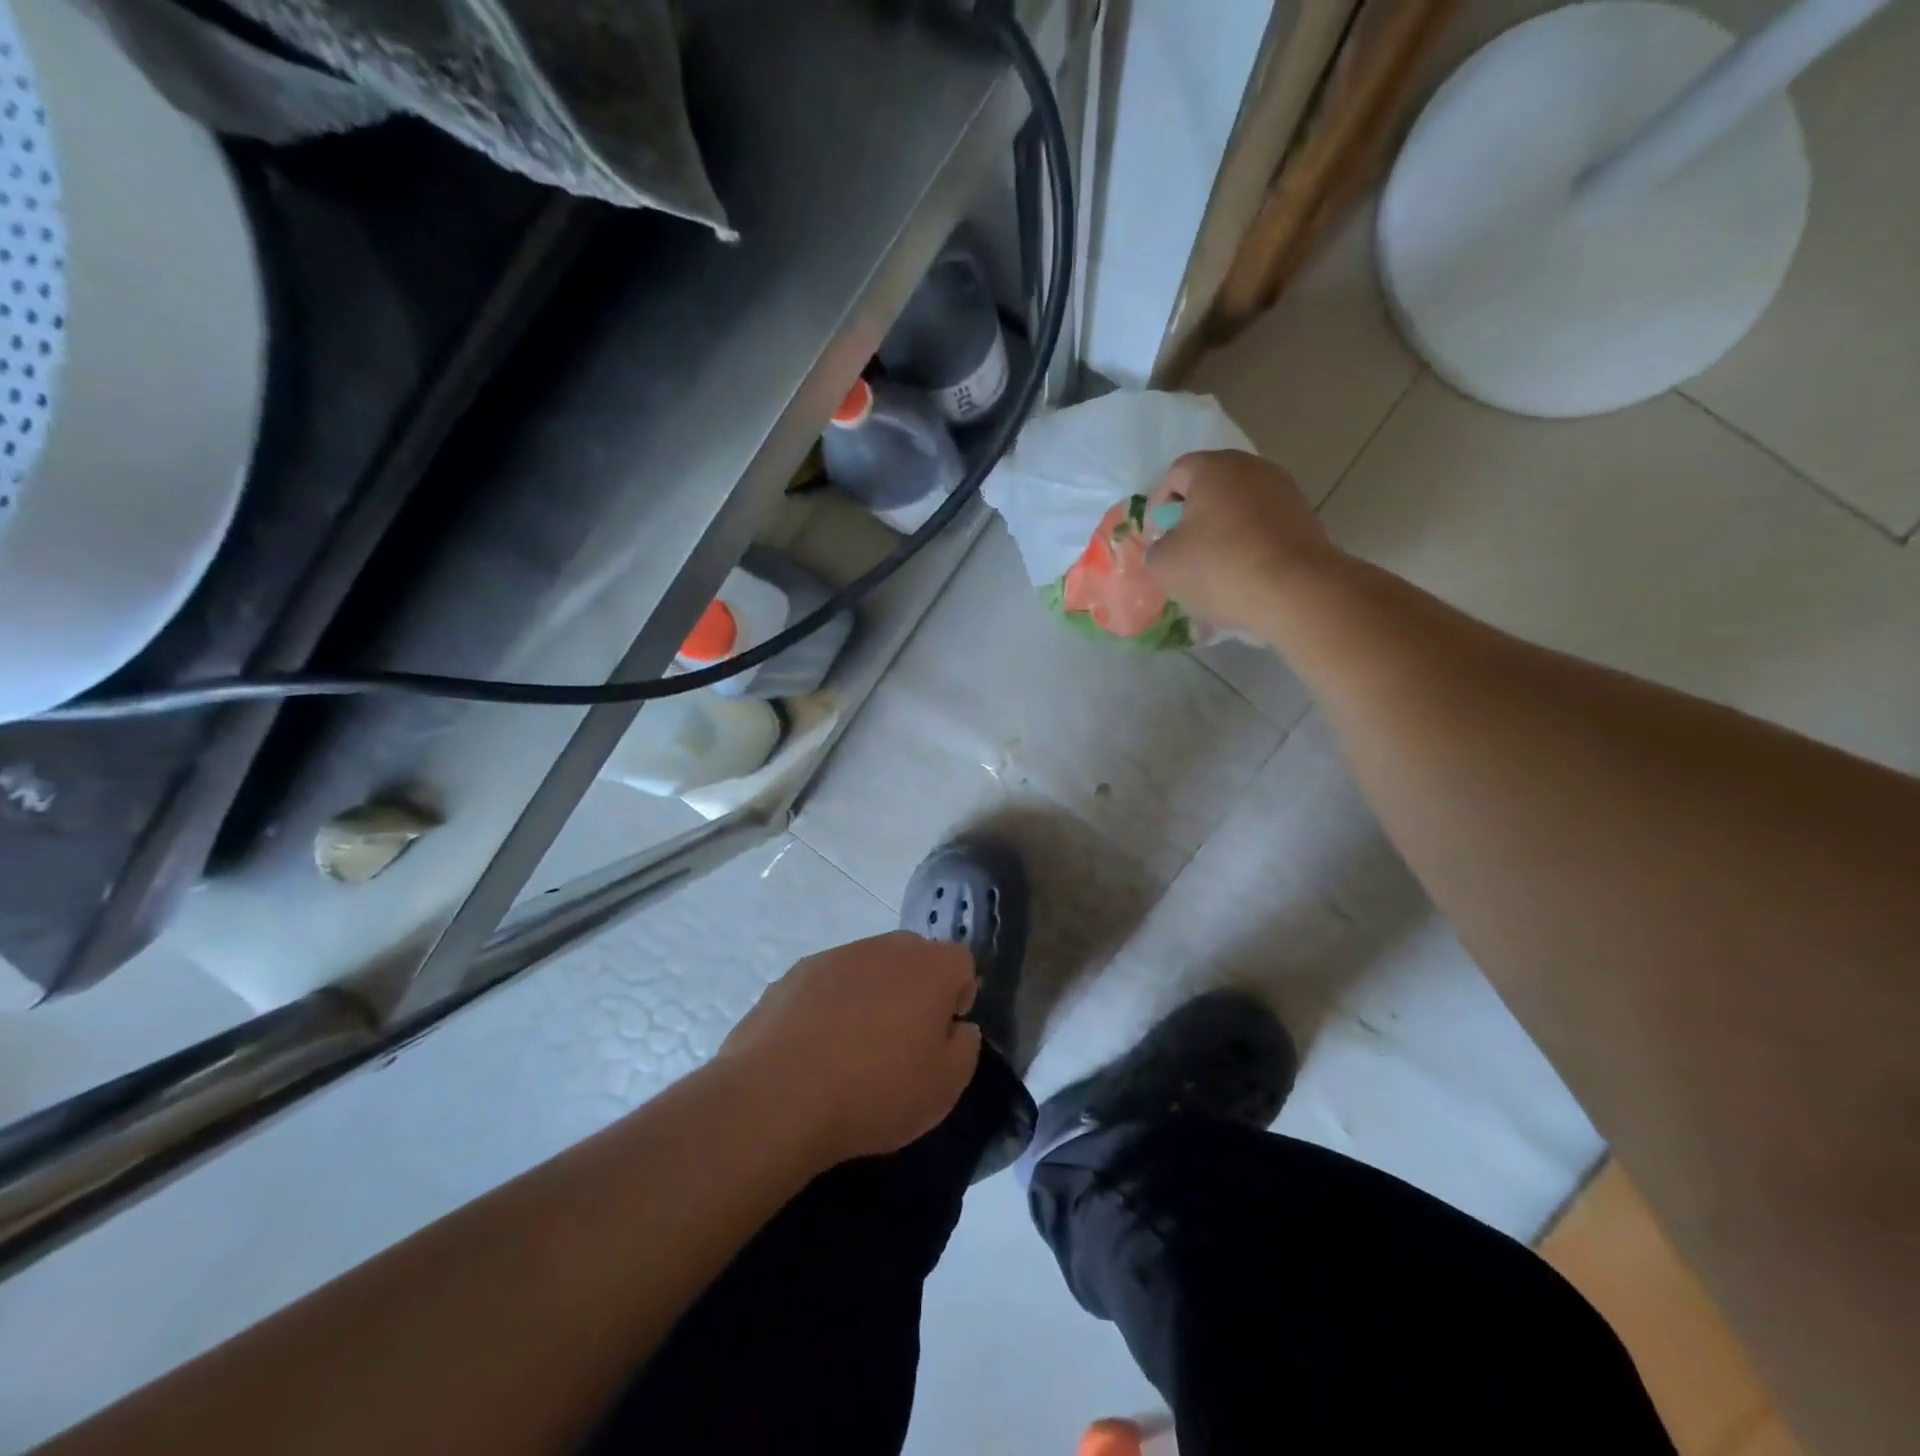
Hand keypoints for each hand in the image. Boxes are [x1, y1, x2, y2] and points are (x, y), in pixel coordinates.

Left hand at [718, 931, 981, 1166]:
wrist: (780, 1095)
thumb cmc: (877, 1091)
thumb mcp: (944, 1087)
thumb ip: (964, 1047)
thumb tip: (957, 1027)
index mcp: (930, 967)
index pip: (960, 962)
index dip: (958, 997)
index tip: (943, 1035)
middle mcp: (885, 948)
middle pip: (913, 958)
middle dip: (915, 990)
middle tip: (902, 1042)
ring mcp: (835, 956)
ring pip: (867, 968)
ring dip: (870, 996)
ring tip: (853, 1051)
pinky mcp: (794, 974)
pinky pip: (827, 985)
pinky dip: (829, 1007)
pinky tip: (815, 1050)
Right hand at [1145, 450, 1339, 637]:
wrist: (1295, 592)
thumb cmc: (1219, 567)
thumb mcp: (1163, 563)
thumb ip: (1157, 548)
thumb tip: (1170, 547)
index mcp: (1215, 468)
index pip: (1175, 474)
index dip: (1159, 505)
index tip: (1156, 538)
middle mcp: (1253, 470)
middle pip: (1211, 491)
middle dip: (1193, 521)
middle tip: (1181, 555)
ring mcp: (1285, 494)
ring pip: (1239, 513)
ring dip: (1222, 538)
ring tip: (1212, 576)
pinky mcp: (1306, 522)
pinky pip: (1264, 533)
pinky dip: (1249, 552)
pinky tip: (1241, 583)